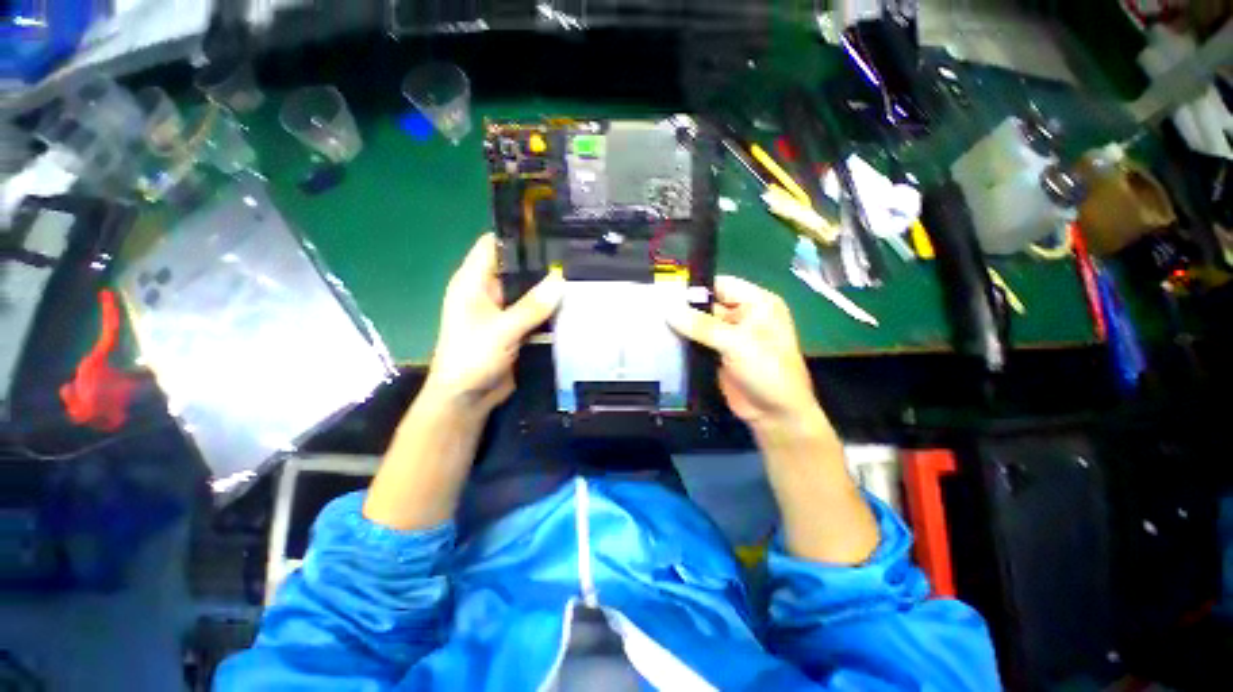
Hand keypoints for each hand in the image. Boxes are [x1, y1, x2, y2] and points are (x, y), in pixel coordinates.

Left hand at [423, 233, 564, 414]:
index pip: (494, 245)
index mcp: (473, 282)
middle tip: (575, 255)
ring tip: (581, 276)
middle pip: (517, 267)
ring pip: (530, 291)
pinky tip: (573, 304)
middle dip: (542, 263)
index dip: (518, 235)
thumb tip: (561, 279)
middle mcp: (488, 291)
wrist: (467, 399)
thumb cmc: (471, 358)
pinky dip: (551, 309)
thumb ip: (532, 306)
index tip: (550, 229)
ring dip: (550, 288)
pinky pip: (536, 312)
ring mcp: (503, 311)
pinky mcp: (516, 328)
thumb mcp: (501, 330)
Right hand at [667, 276, 820, 432]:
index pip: (722, 285)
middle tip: (653, 308)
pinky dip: (684, 341)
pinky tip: (664, 339)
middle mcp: (743, 316)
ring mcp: (729, 336)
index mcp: (757, 303)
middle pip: (708, 304)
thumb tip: (669, 310)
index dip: (696, 287)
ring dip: (682, 325)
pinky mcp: (718, 354)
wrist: (774, 414)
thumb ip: (702, 326)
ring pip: (700, 324)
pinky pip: (698, 341)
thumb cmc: (767, 371)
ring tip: (654, 322)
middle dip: (685, 307)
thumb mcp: (737, 343)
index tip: (667, 291)